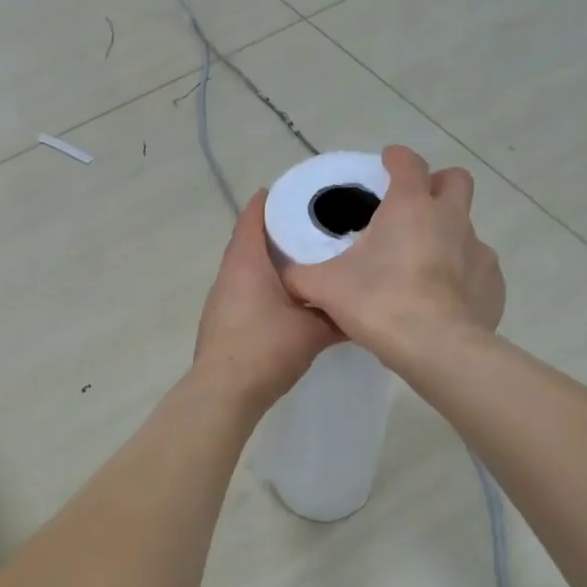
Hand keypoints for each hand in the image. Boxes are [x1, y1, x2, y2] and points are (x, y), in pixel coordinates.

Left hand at [194, 191, 340, 408]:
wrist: (224, 392)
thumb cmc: (266, 349)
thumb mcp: (313, 331)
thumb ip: (339, 316)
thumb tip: (365, 309)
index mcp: (247, 261)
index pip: (255, 215)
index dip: (276, 200)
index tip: (304, 194)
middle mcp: (229, 274)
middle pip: (252, 240)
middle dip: (281, 232)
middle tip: (317, 227)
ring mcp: (221, 299)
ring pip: (249, 269)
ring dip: (273, 263)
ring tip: (309, 261)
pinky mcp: (222, 321)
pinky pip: (246, 291)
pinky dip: (265, 286)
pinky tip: (290, 298)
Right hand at [281, 146, 503, 359]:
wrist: (436, 348)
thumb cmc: (379, 304)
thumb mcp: (325, 288)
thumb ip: (299, 275)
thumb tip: (281, 271)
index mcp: (409, 207)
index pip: (408, 163)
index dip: (396, 159)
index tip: (386, 164)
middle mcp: (450, 219)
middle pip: (455, 181)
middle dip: (437, 185)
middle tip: (414, 207)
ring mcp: (478, 251)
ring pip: (466, 228)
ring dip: (447, 235)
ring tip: (423, 266)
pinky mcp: (493, 283)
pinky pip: (478, 269)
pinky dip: (462, 276)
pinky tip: (444, 300)